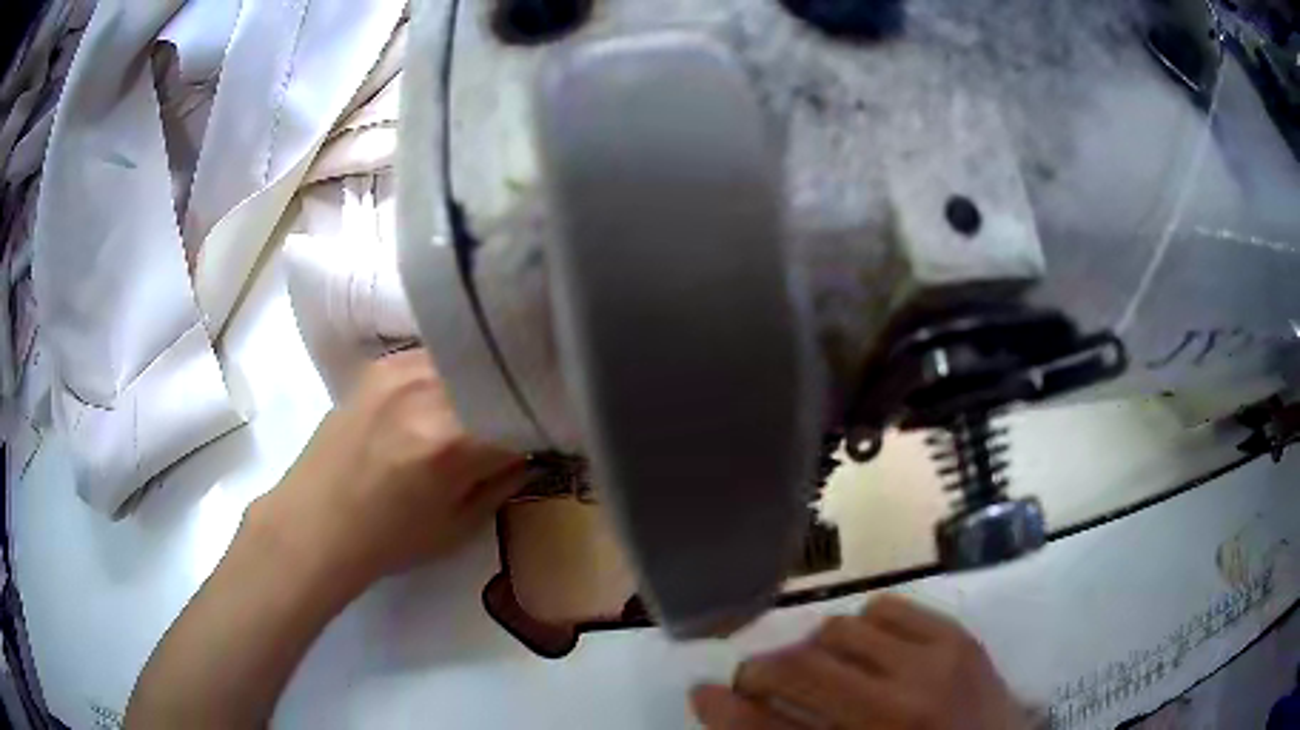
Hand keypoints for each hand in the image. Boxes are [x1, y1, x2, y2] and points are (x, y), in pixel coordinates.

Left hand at [254, 348, 526, 592]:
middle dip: (519, 392)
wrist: (315, 523)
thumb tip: (533, 450)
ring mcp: (400, 369)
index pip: (525, 411)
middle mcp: (429, 389)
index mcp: (453, 440)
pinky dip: (453, 370)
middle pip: (498, 374)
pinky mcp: (380, 364)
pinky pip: (435, 355)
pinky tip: (451, 391)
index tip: (557, 428)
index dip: (548, 420)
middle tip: (528, 411)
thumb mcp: (459, 526)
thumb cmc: (389, 540)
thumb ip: (504, 481)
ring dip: (486, 376)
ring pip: (468, 357)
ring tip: (491, 397)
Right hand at [692, 596, 1029, 729]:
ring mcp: (935, 665)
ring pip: (840, 630)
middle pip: (801, 669)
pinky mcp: (959, 637)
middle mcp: (898, 710)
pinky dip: (864, 627)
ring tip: (824, 669)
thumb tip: (738, 710)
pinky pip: (887, 609)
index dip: (728, 712)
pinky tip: (871, 651)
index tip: (702, 693)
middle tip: (761, 683)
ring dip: (816, 649)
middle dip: (764, 672)